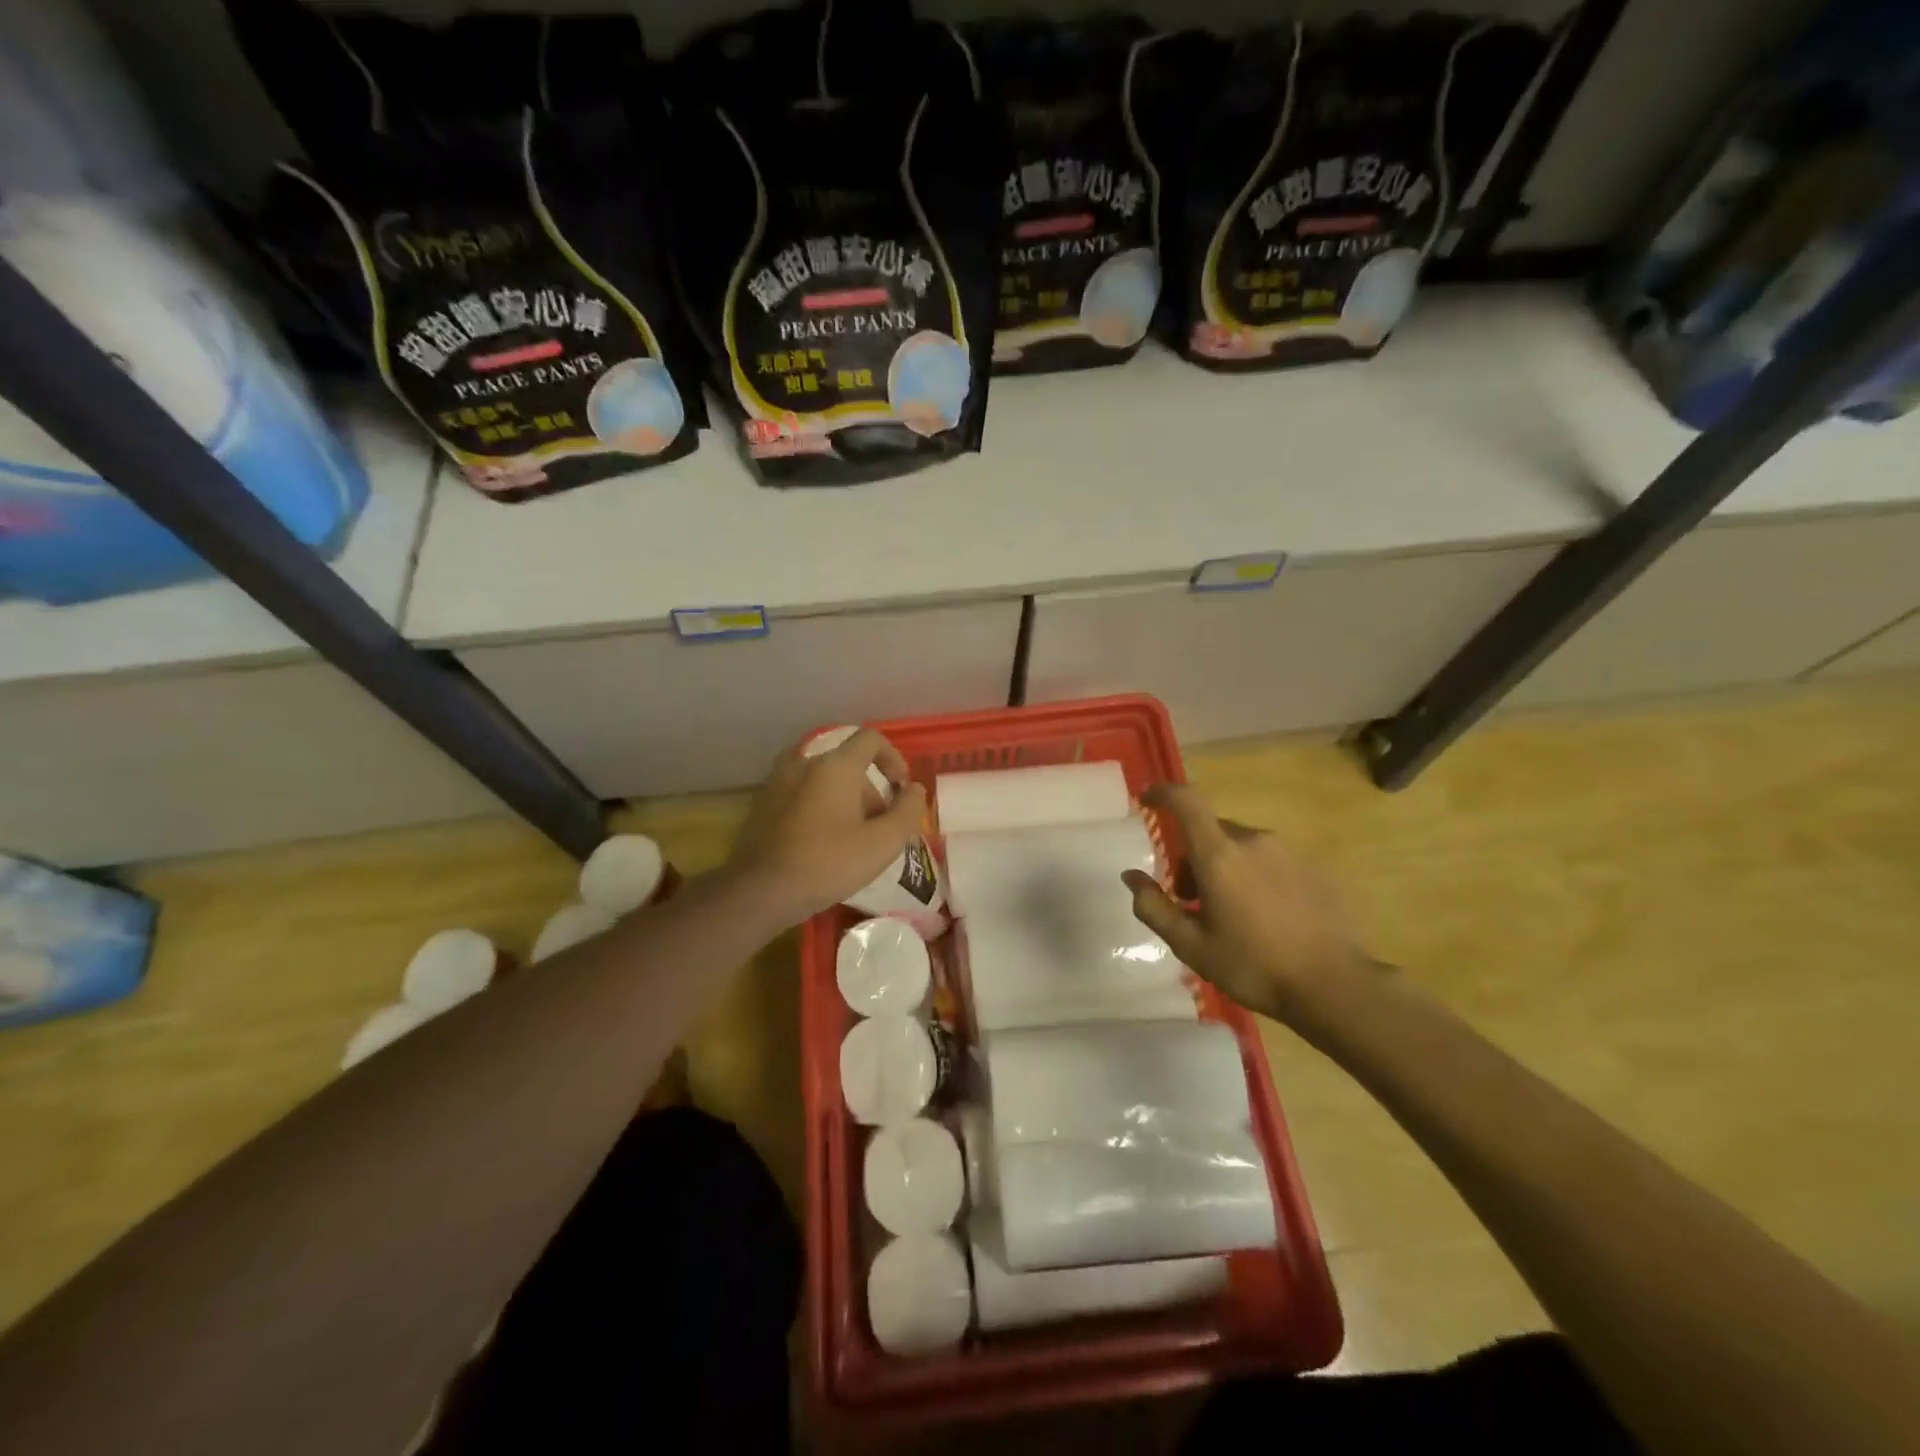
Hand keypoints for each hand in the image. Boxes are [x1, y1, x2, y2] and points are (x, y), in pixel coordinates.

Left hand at [724, 729, 927, 930]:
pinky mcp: (762, 802)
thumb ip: (908, 811)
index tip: (900, 790)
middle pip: (848, 763)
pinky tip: (820, 842)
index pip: (871, 739)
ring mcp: (778, 780)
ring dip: (843, 799)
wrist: (760, 890)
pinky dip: (818, 806)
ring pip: (823, 779)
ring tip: (850, 837)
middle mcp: (805, 761)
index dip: (893, 759)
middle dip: (870, 791)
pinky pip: (801, 792)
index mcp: (835, 765)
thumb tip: (914, 790)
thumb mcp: (883, 843)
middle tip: (878, 828)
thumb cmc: (828, 863)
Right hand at [1123, 783, 1371, 1022]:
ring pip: (1241, 846)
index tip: (1147, 801)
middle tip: (1192, 900)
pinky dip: (1256, 876)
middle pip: (1211, 831)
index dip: (1162, 793)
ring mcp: (1288, 852)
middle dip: (1193, 856)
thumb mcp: (1191, 945)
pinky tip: (1266, 917)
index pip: (1186, 801)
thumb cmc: (1253, 966)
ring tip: (1231, 913)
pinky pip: (1271, 860)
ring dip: (1225, 867)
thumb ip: (1154, 907)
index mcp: (1219, 855)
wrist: (1334, 986)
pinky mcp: (1314, 868)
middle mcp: (1254, 841)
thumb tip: (1131, 876)